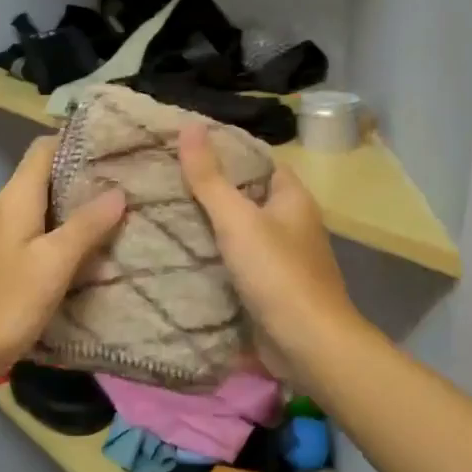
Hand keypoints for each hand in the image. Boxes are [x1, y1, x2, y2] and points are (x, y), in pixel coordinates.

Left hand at [0, 137, 125, 383]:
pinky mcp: (3, 255)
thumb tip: (118, 191)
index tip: (116, 145)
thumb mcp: (54, 263)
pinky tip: (89, 242)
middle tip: (128, 178)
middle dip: (84, 172)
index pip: (44, 148)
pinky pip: (38, 227)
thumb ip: (87, 225)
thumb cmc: (7, 302)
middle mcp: (5, 205)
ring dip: (76, 202)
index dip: (77, 141)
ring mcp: (2, 231)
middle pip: (46, 173)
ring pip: (44, 202)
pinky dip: (64, 226)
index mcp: (15, 197)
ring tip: (118, 207)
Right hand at [177, 122, 363, 364]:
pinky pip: (238, 264)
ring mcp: (282, 258)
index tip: (185, 148)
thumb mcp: (238, 219)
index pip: (258, 162)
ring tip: (164, 212)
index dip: (226, 152)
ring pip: (241, 232)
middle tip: (165, 180)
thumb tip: (190, 126)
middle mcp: (292, 224)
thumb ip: (210, 177)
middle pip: (247, 197)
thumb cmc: (277, 273)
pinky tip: (182, 254)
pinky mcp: (270, 289)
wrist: (308, 345)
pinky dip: (215, 258)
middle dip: (211, 191)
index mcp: (293, 199)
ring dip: (210, 227)